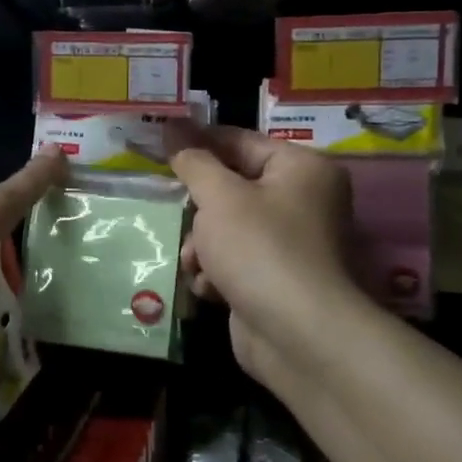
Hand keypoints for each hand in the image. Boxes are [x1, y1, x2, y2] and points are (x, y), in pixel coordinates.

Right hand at [166, 123, 363, 389]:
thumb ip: (193, 161)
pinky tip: (208, 287)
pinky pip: (237, 261)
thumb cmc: (260, 249)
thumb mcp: (219, 197)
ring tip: (196, 262)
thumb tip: (171, 125)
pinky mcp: (277, 280)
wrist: (298, 336)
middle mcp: (304, 201)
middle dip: (200, 208)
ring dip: (204, 245)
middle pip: (233, 188)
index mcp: (301, 168)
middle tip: (175, 210)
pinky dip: (218, 271)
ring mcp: (292, 244)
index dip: (197, 142)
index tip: (157, 142)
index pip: (240, 141)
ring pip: (229, 228)